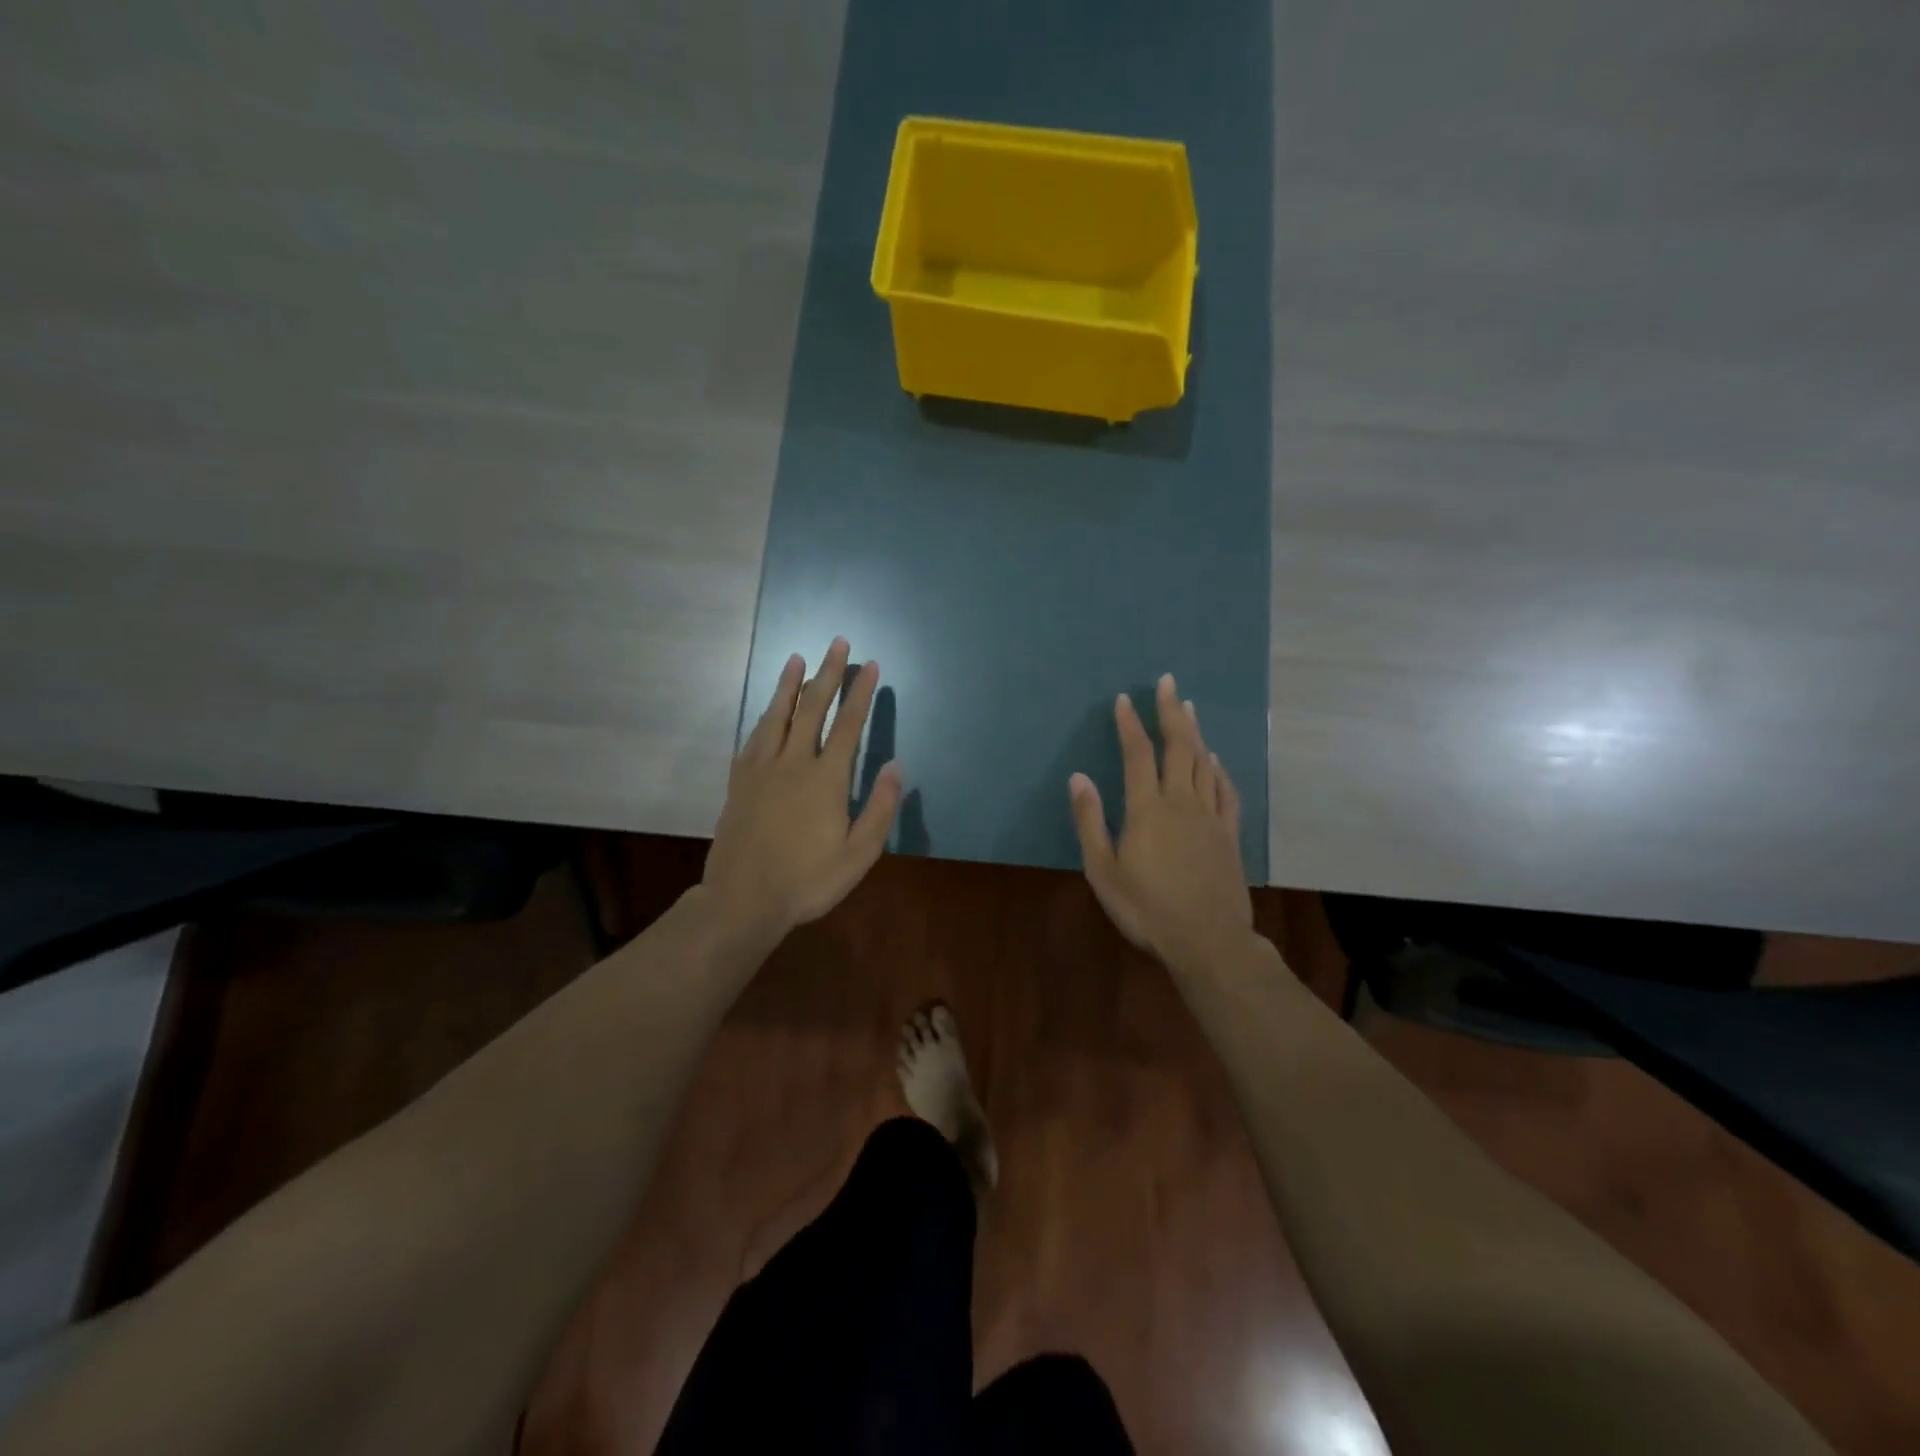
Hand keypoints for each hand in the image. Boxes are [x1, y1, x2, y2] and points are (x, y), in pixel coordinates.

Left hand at [703, 638, 902, 947]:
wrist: (744, 899)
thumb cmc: (808, 880)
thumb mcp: (858, 854)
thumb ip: (879, 808)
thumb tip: (896, 766)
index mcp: (826, 778)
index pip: (849, 724)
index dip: (861, 692)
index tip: (870, 664)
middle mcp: (793, 762)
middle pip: (812, 707)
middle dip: (827, 673)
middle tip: (836, 642)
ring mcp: (762, 769)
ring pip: (777, 715)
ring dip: (790, 684)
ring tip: (797, 658)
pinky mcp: (740, 781)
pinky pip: (754, 737)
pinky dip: (765, 716)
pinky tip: (769, 709)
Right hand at [1070, 672, 1251, 968]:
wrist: (1207, 940)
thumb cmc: (1146, 908)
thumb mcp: (1103, 870)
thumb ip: (1091, 821)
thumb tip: (1079, 777)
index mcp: (1147, 808)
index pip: (1137, 754)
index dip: (1130, 723)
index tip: (1125, 699)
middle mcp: (1180, 802)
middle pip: (1177, 747)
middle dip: (1171, 712)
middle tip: (1169, 683)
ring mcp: (1209, 816)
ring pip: (1203, 762)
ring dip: (1195, 732)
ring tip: (1189, 708)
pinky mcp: (1228, 834)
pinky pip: (1225, 791)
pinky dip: (1219, 770)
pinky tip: (1215, 760)